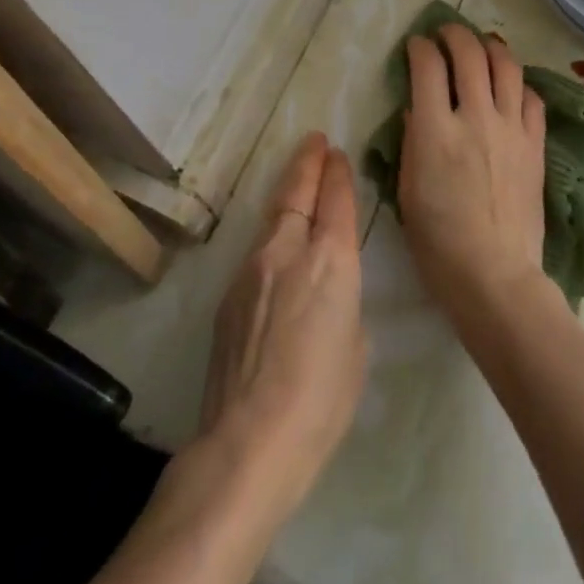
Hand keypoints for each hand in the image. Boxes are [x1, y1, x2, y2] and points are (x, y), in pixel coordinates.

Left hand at [197, 132, 366, 533]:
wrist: (248, 442)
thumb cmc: (321, 401)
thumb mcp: (355, 346)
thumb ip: (343, 304)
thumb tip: (326, 294)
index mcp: (331, 260)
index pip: (336, 199)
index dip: (338, 173)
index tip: (338, 155)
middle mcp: (289, 250)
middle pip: (297, 192)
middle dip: (308, 162)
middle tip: (315, 141)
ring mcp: (252, 268)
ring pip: (273, 217)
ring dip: (287, 193)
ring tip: (296, 179)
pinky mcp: (228, 294)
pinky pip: (256, 251)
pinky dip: (270, 237)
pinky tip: (275, 250)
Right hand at [399, 25, 549, 329]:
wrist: (495, 276)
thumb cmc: (438, 242)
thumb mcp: (408, 190)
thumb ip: (412, 140)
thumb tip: (418, 107)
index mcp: (436, 130)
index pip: (428, 66)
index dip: (420, 47)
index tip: (416, 45)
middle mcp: (476, 117)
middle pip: (469, 54)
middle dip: (454, 34)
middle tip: (445, 33)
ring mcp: (511, 129)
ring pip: (506, 66)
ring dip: (491, 47)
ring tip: (482, 44)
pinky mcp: (535, 145)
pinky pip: (532, 99)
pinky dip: (519, 84)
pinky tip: (511, 87)